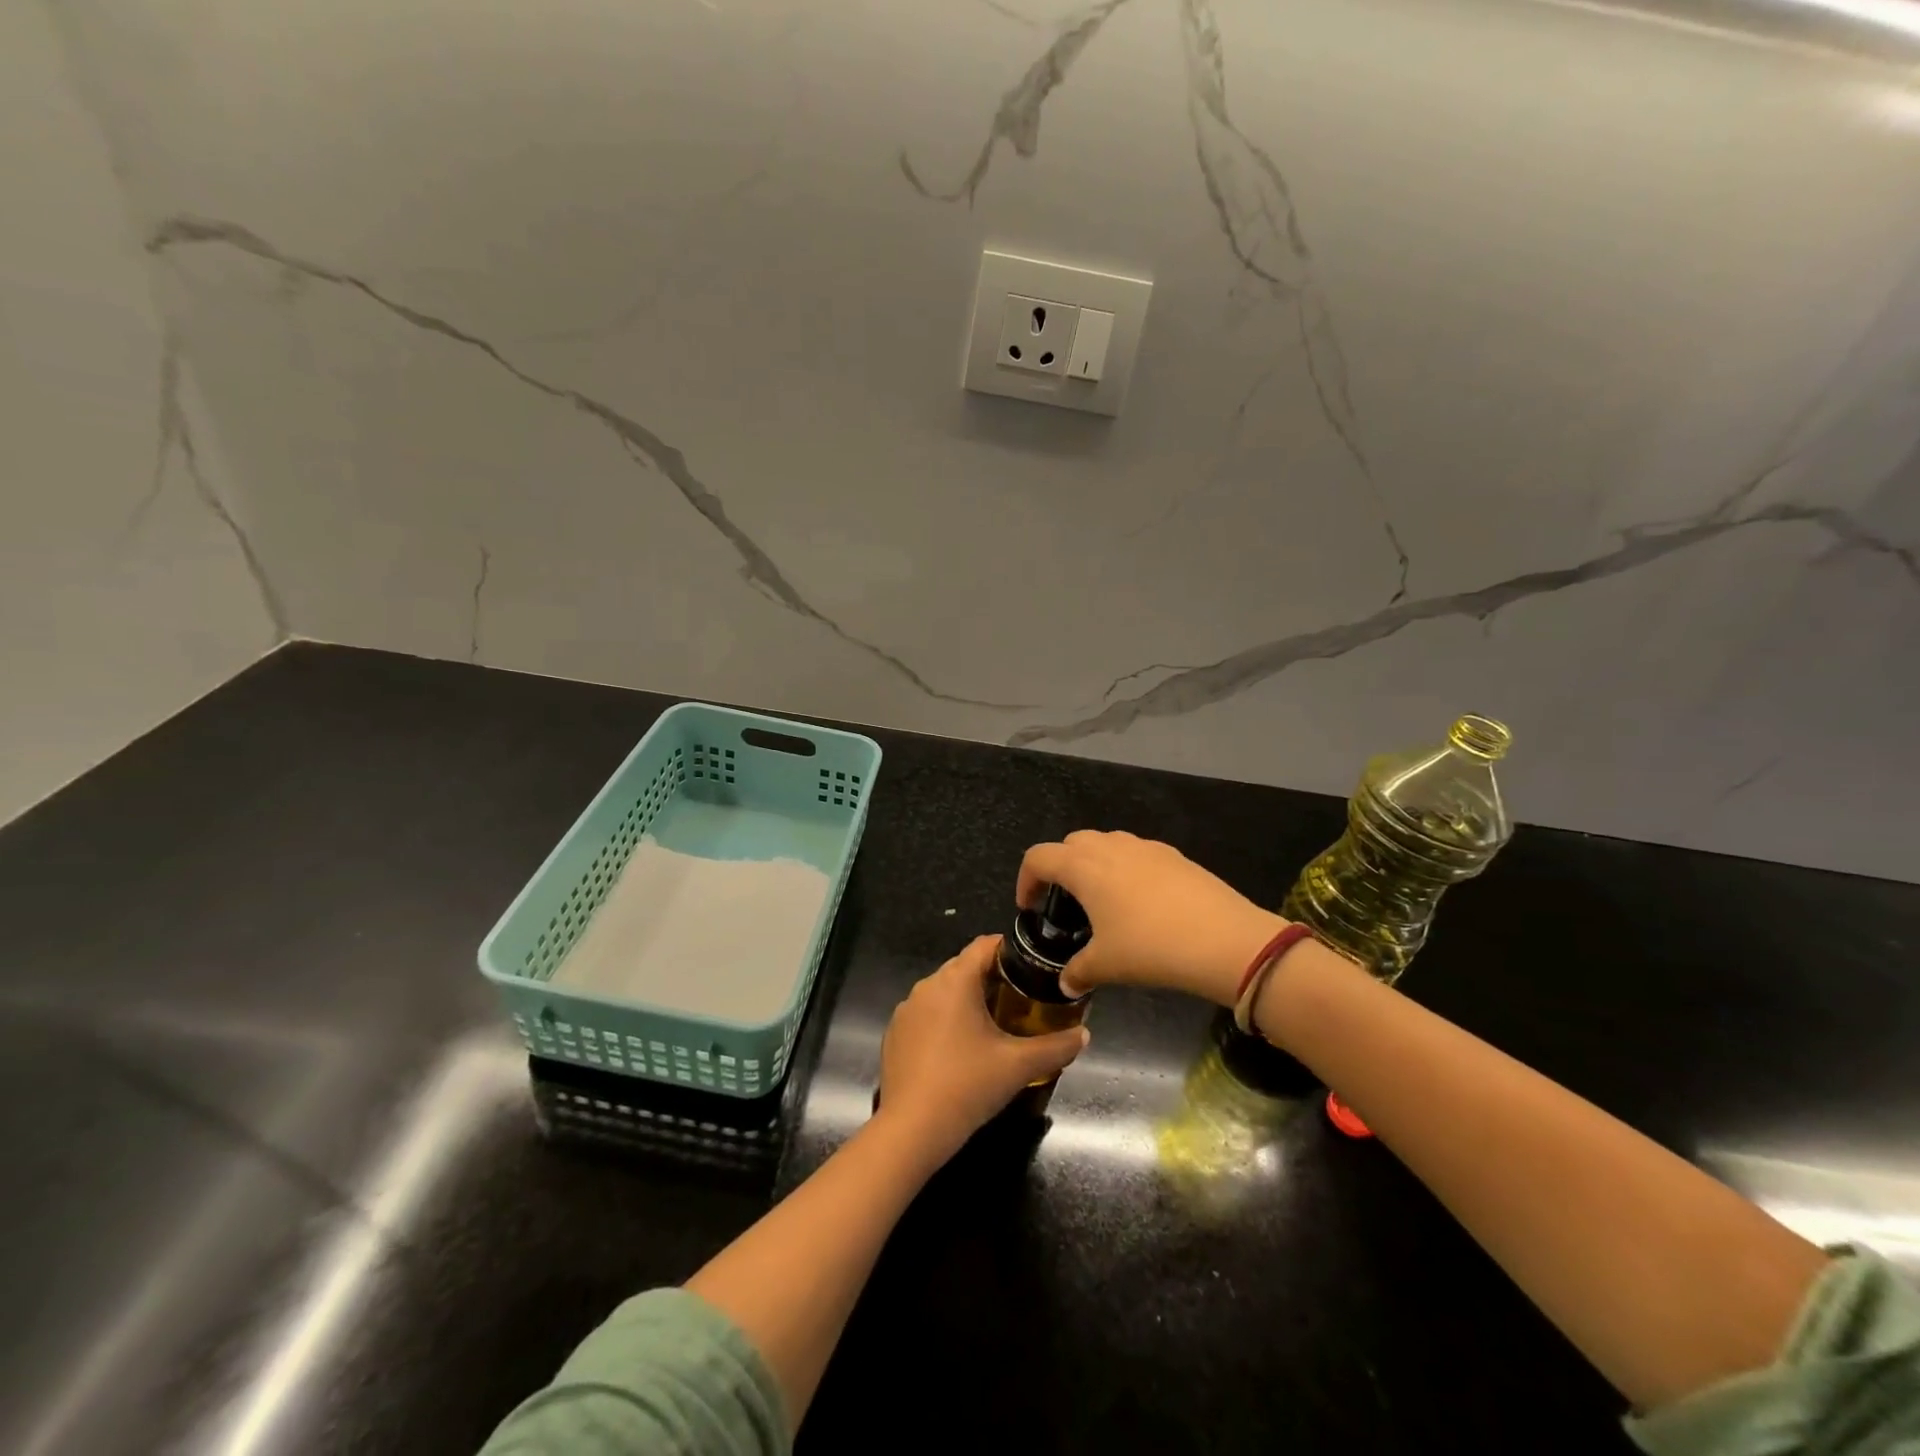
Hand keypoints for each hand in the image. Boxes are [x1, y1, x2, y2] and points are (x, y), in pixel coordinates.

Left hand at [875, 935, 1089, 1165]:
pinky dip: (945, 1022)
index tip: (1032, 966)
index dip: (1010, 949)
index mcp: (955, 980)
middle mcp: (926, 986)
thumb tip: (1084, 1035)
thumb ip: (1056, 1047)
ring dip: (967, 1001)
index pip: (984, 945)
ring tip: (994, 1024)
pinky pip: (926, 1015)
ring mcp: (906, 1010)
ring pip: (944, 992)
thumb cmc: (968, 1085)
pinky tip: (960, 1051)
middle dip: (992, 978)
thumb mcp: (1019, 1066)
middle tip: (1021, 998)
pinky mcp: (895, 1034)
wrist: (912, 1129)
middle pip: (964, 967)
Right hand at [1018, 831, 1283, 1004]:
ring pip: (1106, 844)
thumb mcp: (1106, 965)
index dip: (1025, 880)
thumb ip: (1078, 971)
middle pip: (1071, 843)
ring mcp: (1144, 847)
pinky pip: (1136, 854)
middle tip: (1065, 904)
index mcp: (1083, 866)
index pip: (1038, 857)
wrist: (1224, 940)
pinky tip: (1141, 905)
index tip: (1029, 908)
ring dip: (1094, 865)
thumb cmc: (1150, 948)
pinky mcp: (1173, 855)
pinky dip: (1126, 870)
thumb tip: (1066, 983)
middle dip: (1060, 868)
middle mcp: (1109, 846)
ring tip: (1103, 902)